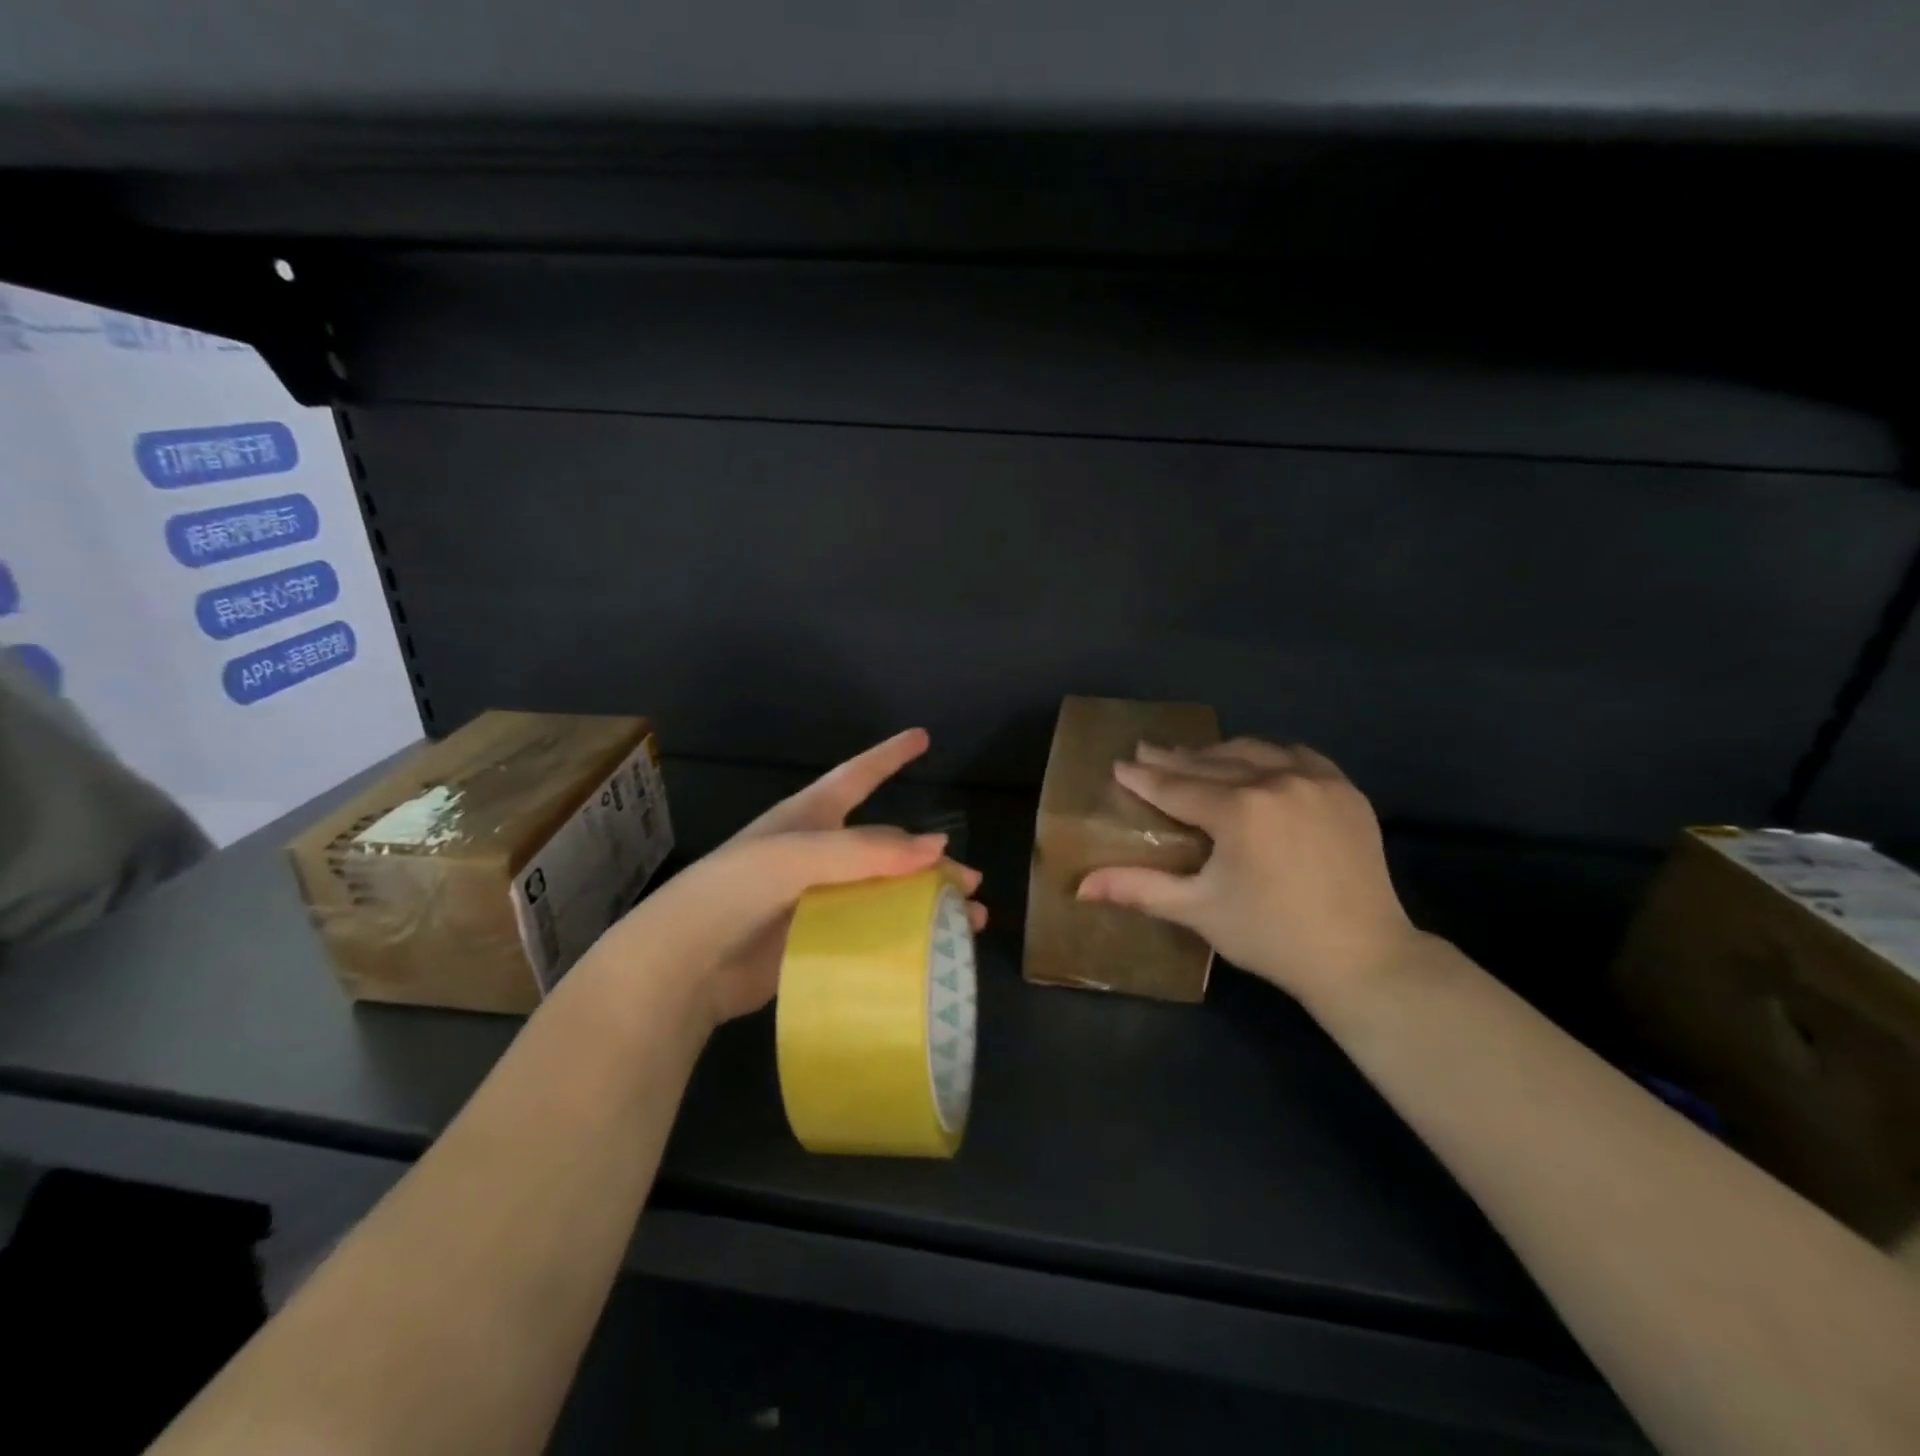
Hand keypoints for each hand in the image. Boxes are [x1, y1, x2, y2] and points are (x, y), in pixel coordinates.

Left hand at [588, 729, 985, 1029]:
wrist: (686, 964)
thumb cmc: (736, 890)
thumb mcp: (799, 855)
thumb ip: (868, 850)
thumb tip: (939, 848)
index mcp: (810, 818)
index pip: (858, 775)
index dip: (889, 755)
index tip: (922, 736)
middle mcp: (819, 855)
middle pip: (889, 849)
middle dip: (930, 861)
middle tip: (968, 881)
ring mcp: (819, 899)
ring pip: (886, 894)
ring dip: (927, 905)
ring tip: (967, 921)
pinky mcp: (818, 941)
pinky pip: (871, 933)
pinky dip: (904, 939)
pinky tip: (932, 954)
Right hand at [1076, 738, 1422, 1011]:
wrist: (1362, 958)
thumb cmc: (1271, 936)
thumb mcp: (1198, 910)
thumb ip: (1138, 889)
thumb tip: (1080, 887)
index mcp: (1238, 810)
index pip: (1177, 787)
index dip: (1144, 777)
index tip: (1120, 765)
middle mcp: (1276, 782)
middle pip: (1213, 762)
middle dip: (1175, 759)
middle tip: (1147, 751)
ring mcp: (1317, 781)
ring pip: (1255, 752)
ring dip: (1220, 753)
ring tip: (1194, 756)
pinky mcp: (1346, 790)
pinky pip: (1298, 756)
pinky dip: (1270, 755)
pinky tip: (1258, 761)